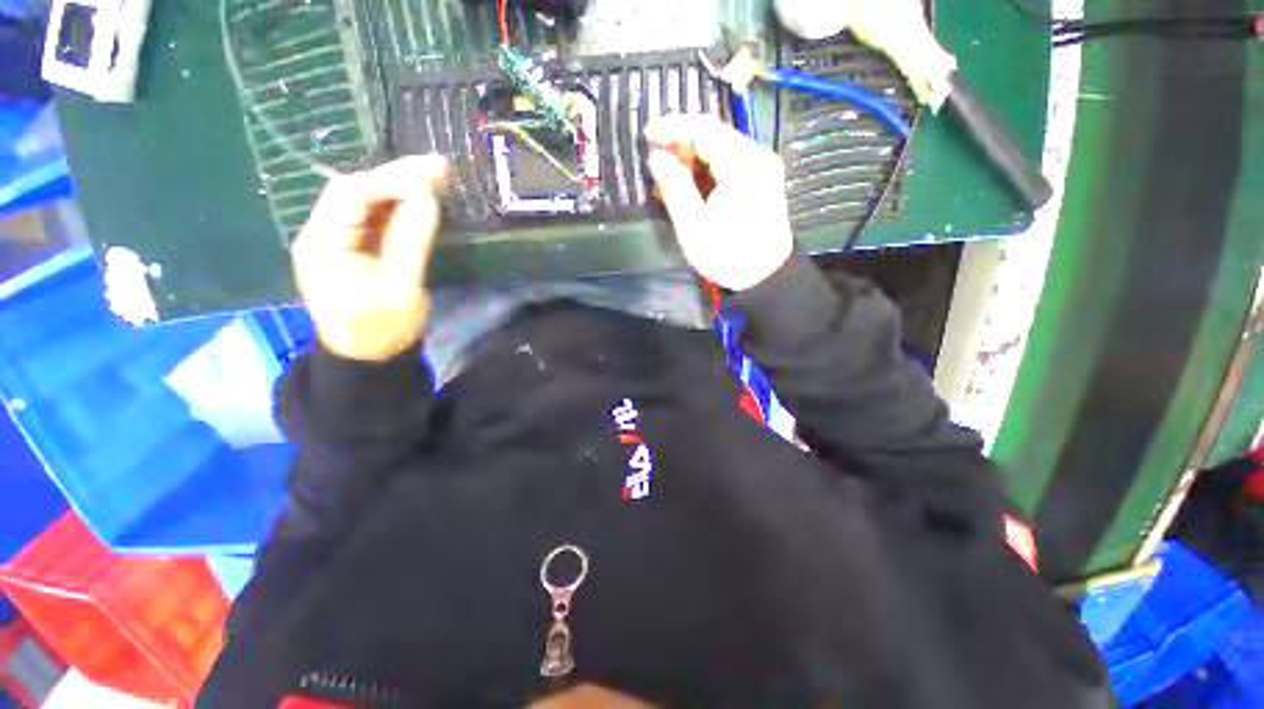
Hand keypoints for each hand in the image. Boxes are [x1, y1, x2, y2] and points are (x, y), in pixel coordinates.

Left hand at [292, 155, 448, 361]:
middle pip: (356, 192)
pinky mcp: (353, 247)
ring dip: (400, 187)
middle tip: (440, 167)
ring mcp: (337, 239)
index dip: (390, 180)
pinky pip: (374, 218)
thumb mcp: (400, 290)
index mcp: (323, 244)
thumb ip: (410, 242)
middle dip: (398, 177)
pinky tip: (421, 199)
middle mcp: (322, 233)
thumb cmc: (382, 329)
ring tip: (437, 177)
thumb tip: (427, 198)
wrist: (367, 357)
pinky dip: (399, 206)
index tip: (431, 174)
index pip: (351, 195)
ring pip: (367, 202)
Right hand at [645, 114, 793, 290]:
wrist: (766, 277)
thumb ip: (675, 188)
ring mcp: (762, 166)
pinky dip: (706, 168)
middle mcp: (757, 156)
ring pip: (720, 147)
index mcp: (743, 165)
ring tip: (668, 175)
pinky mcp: (761, 179)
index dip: (672, 127)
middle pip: (714, 134)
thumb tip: (656, 157)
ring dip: (692, 157)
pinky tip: (690, 183)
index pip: (704, 129)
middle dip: (681, 142)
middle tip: (655, 159)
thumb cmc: (729, 256)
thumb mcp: (694, 228)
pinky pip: (729, 162)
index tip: (646, 135)